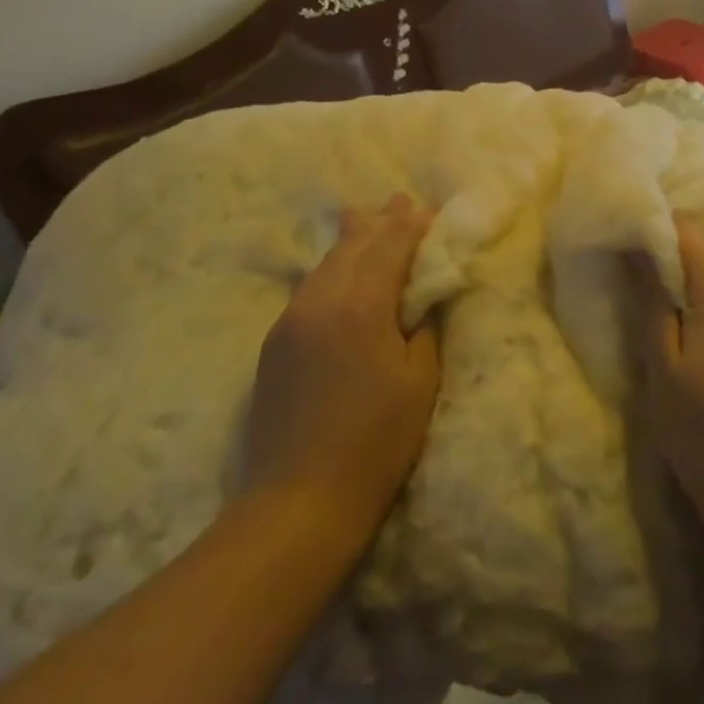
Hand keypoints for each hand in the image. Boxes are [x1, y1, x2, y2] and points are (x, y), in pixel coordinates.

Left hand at [240, 194, 439, 546]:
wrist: (296, 503)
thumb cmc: (375, 443)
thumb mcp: (418, 381)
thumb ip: (421, 325)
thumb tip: (420, 294)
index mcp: (360, 305)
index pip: (390, 247)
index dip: (411, 227)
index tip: (428, 211)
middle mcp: (320, 300)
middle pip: (353, 246)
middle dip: (380, 222)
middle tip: (399, 200)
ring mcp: (290, 320)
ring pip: (325, 263)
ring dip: (351, 241)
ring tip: (366, 218)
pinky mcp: (275, 342)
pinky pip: (309, 288)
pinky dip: (331, 269)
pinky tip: (337, 269)